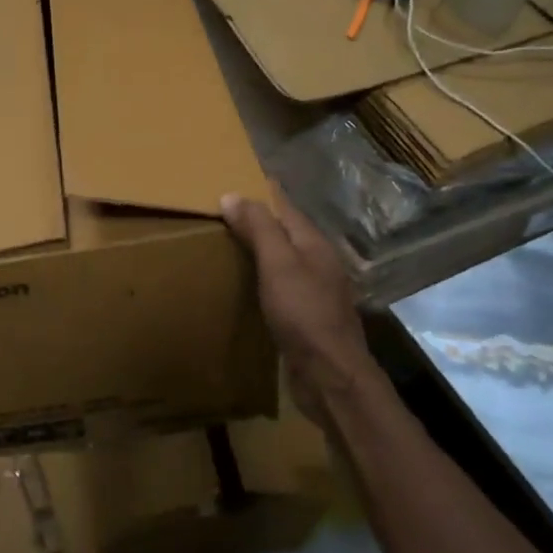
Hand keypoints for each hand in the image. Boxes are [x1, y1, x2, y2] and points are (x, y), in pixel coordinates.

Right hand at [220, 192, 371, 428]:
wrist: (329, 374)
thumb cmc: (303, 313)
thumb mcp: (278, 264)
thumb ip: (259, 229)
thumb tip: (232, 195)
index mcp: (314, 245)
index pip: (286, 207)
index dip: (263, 192)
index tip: (237, 177)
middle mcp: (318, 263)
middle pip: (286, 232)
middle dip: (260, 219)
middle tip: (223, 211)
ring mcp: (316, 292)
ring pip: (285, 260)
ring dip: (261, 249)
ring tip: (229, 243)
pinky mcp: (307, 318)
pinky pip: (282, 286)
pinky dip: (263, 277)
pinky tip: (248, 284)